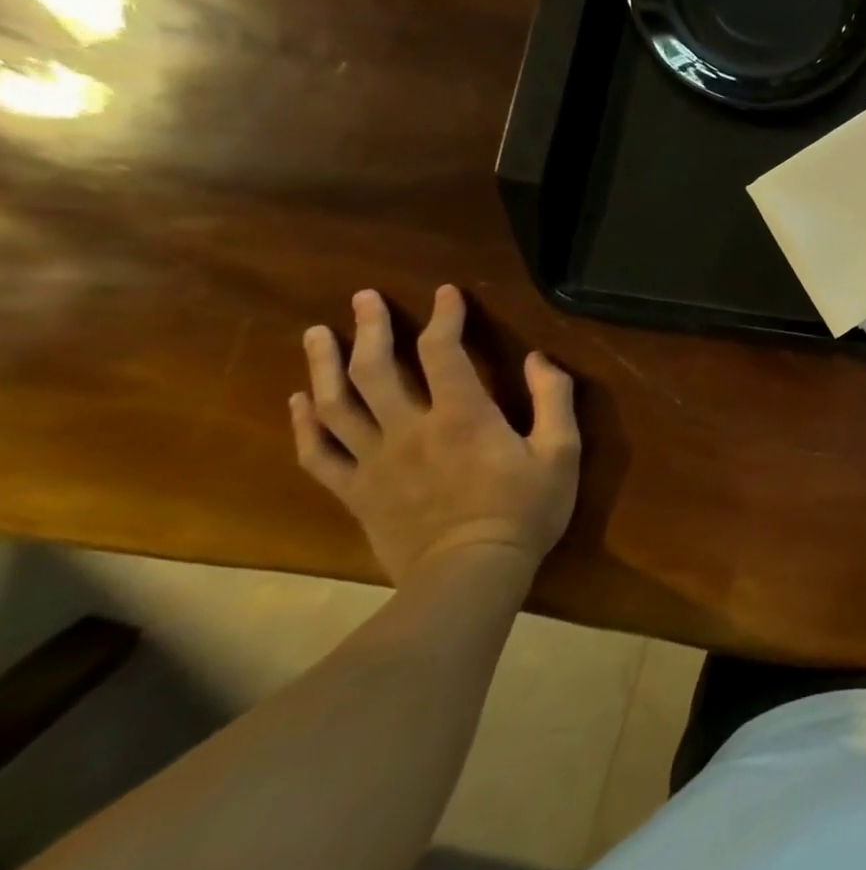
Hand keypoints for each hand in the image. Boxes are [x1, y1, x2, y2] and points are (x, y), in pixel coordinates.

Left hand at [291, 286, 579, 585]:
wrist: (469, 576)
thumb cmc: (524, 509)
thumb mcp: (561, 451)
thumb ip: (553, 398)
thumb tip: (539, 358)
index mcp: (462, 415)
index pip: (441, 351)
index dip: (443, 316)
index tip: (446, 293)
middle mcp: (410, 429)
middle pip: (375, 369)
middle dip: (368, 328)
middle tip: (362, 299)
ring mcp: (375, 462)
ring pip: (336, 405)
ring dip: (324, 365)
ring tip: (318, 334)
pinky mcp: (357, 492)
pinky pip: (320, 453)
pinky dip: (305, 424)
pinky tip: (300, 401)